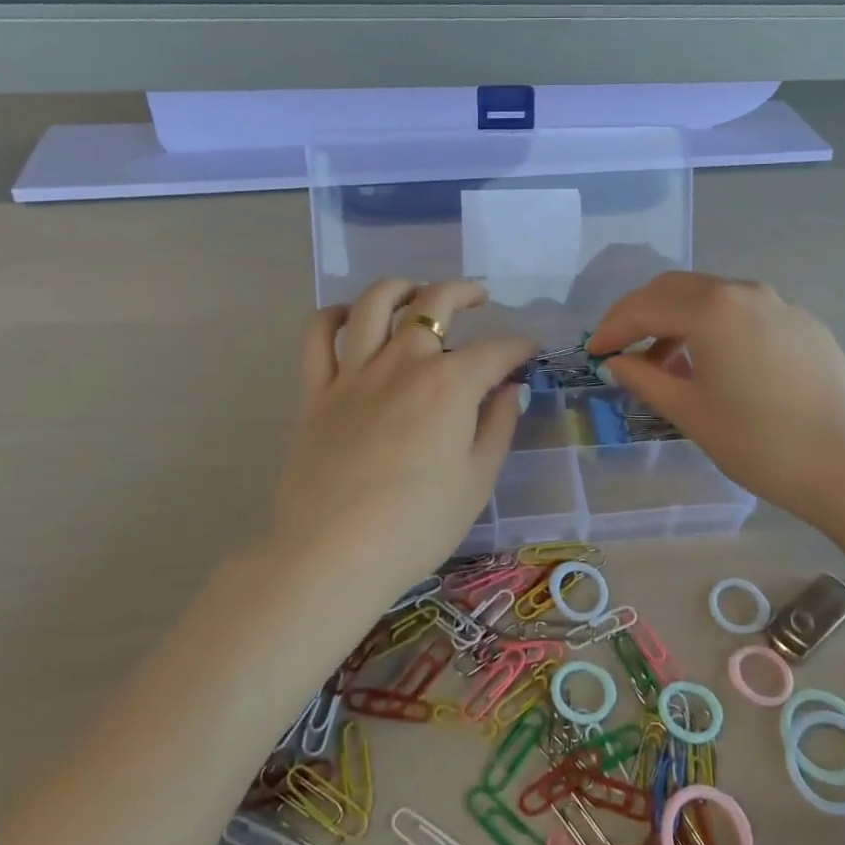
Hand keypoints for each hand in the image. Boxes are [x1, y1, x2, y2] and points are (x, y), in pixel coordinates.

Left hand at [272, 279, 535, 581]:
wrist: (332, 556)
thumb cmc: (417, 526)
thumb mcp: (477, 481)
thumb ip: (498, 426)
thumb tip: (510, 389)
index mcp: (449, 385)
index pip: (495, 351)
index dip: (518, 348)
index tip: (529, 352)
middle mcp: (403, 363)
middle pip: (434, 305)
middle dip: (464, 292)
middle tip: (479, 298)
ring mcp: (353, 373)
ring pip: (373, 304)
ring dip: (401, 288)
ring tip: (417, 293)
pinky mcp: (315, 392)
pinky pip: (317, 337)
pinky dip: (333, 316)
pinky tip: (349, 318)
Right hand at [587, 272, 844, 533]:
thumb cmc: (761, 444)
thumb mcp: (691, 413)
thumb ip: (646, 379)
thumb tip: (617, 362)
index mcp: (712, 309)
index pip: (645, 306)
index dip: (612, 328)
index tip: (593, 353)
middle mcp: (745, 292)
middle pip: (676, 288)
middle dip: (641, 314)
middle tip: (620, 349)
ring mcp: (780, 304)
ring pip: (712, 297)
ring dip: (678, 319)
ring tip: (665, 362)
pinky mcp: (804, 323)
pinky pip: (744, 312)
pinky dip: (714, 326)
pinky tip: (715, 364)